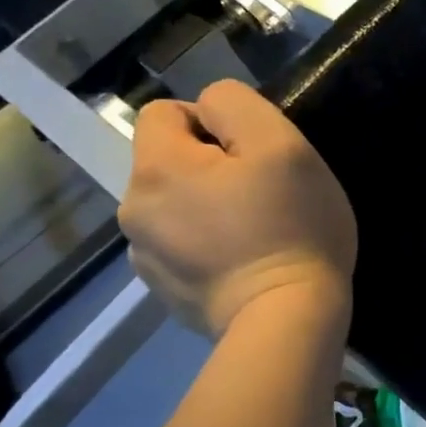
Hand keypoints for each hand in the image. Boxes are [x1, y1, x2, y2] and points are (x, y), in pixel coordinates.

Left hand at [118, 80, 355, 337]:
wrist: (286, 320)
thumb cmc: (291, 227)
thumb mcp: (282, 145)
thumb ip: (237, 106)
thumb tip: (210, 110)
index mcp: (157, 169)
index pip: (165, 112)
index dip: (212, 122)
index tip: (254, 155)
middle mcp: (134, 209)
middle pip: (169, 162)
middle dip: (210, 167)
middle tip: (262, 194)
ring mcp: (145, 256)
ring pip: (175, 205)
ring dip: (206, 207)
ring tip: (254, 232)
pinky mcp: (163, 291)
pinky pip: (181, 246)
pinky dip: (206, 245)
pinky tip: (242, 262)